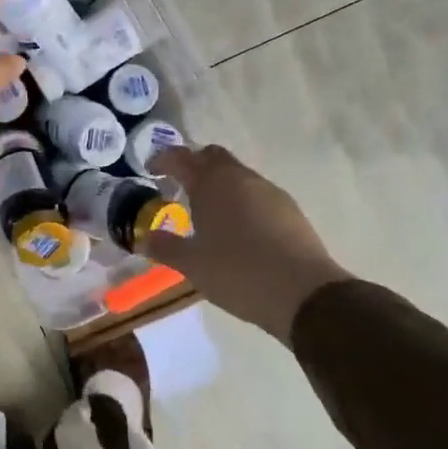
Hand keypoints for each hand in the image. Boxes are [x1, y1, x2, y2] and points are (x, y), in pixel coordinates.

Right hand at [143, 145, 352, 342]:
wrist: (303, 292)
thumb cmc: (238, 272)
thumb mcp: (192, 265)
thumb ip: (165, 247)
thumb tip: (143, 237)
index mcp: (212, 184)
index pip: (182, 158)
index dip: (163, 159)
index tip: (151, 169)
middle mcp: (240, 178)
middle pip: (213, 157)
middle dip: (194, 164)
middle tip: (179, 184)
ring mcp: (269, 190)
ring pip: (237, 174)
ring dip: (219, 183)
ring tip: (207, 210)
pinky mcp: (289, 208)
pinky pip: (256, 192)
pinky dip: (241, 199)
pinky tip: (238, 227)